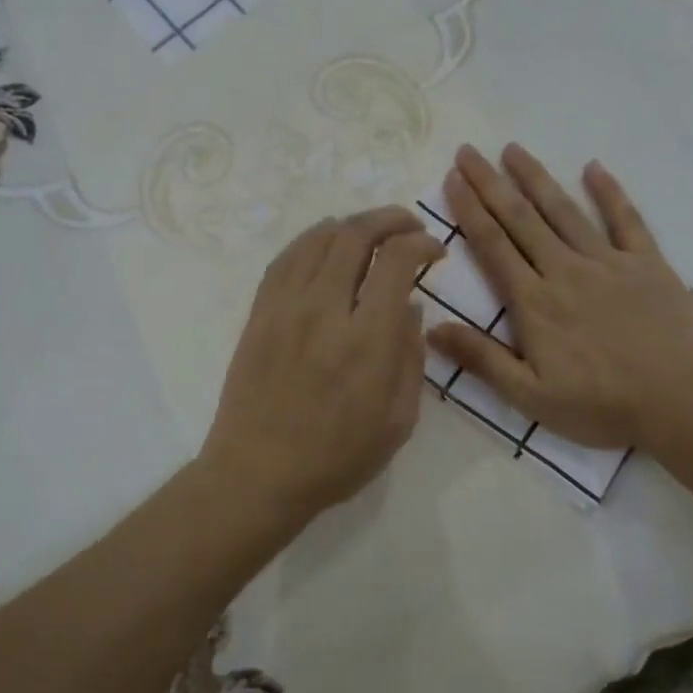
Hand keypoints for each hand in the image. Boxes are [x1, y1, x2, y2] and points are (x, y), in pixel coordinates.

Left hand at [201, 207, 444, 526]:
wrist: (258, 474)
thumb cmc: (337, 457)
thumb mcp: (398, 420)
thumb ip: (410, 357)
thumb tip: (409, 305)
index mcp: (367, 339)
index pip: (396, 260)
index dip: (420, 243)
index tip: (434, 251)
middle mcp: (325, 309)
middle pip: (355, 235)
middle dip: (389, 219)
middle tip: (408, 225)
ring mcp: (285, 307)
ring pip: (317, 238)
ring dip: (351, 224)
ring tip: (371, 230)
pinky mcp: (259, 313)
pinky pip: (285, 259)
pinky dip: (311, 239)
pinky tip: (325, 242)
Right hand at [429, 144, 692, 451]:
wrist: (679, 403)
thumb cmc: (599, 405)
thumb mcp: (529, 396)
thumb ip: (481, 359)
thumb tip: (431, 328)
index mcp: (534, 302)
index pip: (493, 246)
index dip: (469, 210)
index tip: (452, 179)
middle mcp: (564, 270)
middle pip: (520, 219)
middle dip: (491, 183)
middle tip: (468, 151)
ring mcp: (608, 262)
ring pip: (564, 211)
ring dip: (536, 177)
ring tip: (513, 149)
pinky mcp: (647, 264)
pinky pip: (625, 220)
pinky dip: (609, 192)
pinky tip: (593, 167)